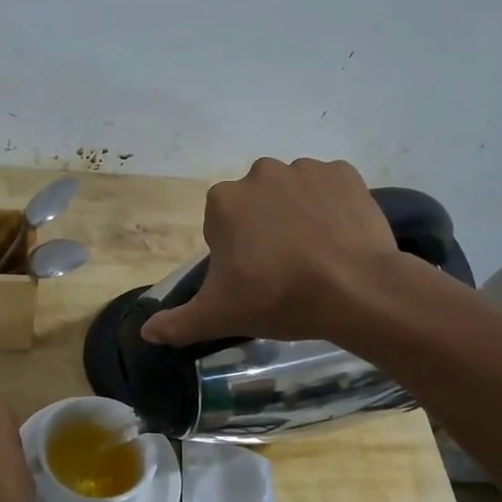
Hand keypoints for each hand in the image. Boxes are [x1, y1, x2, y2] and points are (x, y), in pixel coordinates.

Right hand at [140, 157, 401, 347]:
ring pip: (293, 194)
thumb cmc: (276, 298)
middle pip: (255, 205)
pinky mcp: (346, 173)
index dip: (234, 254)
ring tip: (315, 257)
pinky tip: (339, 239)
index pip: (220, 226)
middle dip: (264, 230)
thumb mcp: (219, 316)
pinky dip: (331, 207)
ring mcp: (306, 169)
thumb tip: (146, 332)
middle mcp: (260, 173)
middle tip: (283, 270)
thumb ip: (177, 323)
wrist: (354, 290)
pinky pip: (330, 189)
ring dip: (297, 216)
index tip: (253, 279)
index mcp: (223, 201)